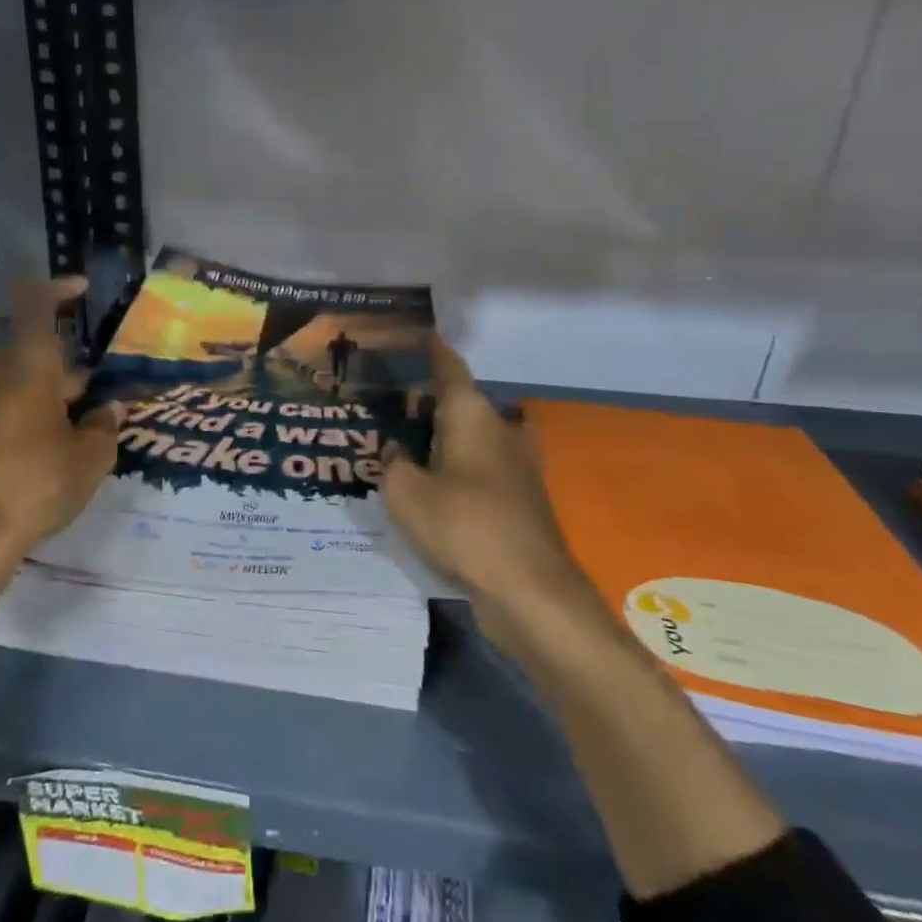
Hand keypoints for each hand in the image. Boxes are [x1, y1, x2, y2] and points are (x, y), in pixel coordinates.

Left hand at [0, 278, 122, 606]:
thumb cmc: (38, 483)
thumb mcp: (91, 457)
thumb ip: (104, 426)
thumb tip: (110, 410)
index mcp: (28, 367)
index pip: (35, 307)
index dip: (57, 289)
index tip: (81, 290)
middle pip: (25, 348)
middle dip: (60, 363)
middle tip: (92, 393)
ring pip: (7, 376)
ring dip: (35, 386)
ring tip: (66, 419)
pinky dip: (14, 410)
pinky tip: (34, 442)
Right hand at [384, 337, 605, 641]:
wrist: (529, 590)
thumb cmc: (464, 526)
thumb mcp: (406, 494)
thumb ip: (393, 464)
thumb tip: (397, 451)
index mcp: (472, 415)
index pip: (448, 366)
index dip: (431, 348)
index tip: (416, 332)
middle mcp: (500, 429)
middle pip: (461, 401)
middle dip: (429, 399)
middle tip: (391, 403)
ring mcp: (517, 465)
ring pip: (474, 434)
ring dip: (446, 434)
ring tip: (409, 444)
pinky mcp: (521, 498)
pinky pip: (482, 466)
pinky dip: (459, 466)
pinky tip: (433, 486)